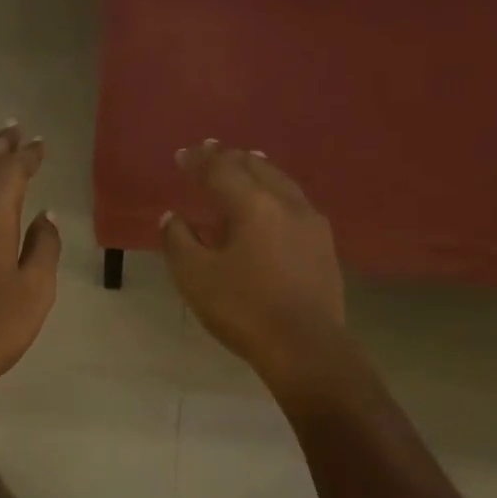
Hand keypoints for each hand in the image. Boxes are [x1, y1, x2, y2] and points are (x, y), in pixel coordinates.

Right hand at [161, 141, 347, 388]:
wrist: (306, 347)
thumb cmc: (244, 309)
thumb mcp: (195, 277)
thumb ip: (178, 241)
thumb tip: (172, 217)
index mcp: (252, 205)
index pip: (220, 170)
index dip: (198, 160)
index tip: (182, 154)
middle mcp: (286, 203)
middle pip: (256, 167)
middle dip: (231, 158)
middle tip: (212, 150)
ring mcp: (311, 223)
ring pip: (282, 182)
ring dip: (259, 170)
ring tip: (247, 162)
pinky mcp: (324, 246)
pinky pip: (295, 203)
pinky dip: (276, 192)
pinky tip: (274, 205)